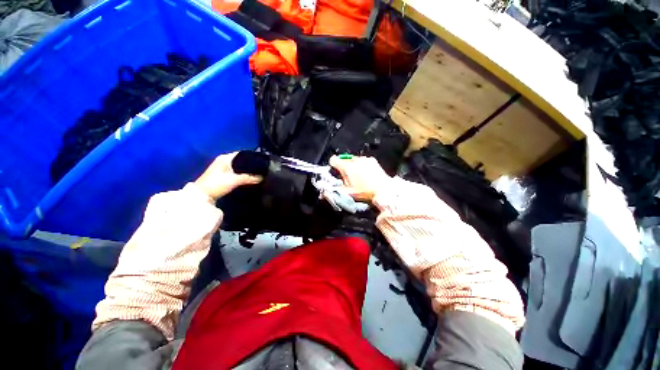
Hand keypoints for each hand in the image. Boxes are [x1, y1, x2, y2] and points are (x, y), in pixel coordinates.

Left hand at [195, 152, 261, 199]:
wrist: (202, 196)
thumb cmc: (217, 184)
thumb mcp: (235, 180)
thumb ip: (249, 178)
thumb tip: (263, 177)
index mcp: (225, 158)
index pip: (242, 153)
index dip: (252, 157)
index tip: (262, 161)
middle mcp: (223, 160)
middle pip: (241, 160)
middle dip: (250, 164)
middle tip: (261, 169)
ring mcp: (222, 168)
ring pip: (238, 166)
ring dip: (246, 170)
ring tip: (257, 173)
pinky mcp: (222, 175)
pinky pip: (236, 171)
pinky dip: (242, 174)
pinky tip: (249, 178)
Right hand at [329, 155, 391, 201]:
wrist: (384, 190)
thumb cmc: (365, 192)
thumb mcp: (348, 193)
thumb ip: (335, 189)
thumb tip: (325, 191)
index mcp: (347, 167)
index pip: (333, 160)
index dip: (333, 165)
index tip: (336, 171)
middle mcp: (355, 160)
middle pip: (343, 160)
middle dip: (343, 167)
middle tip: (348, 178)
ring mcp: (364, 159)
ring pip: (353, 160)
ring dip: (352, 166)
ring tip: (358, 176)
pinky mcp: (372, 160)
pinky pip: (362, 161)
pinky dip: (361, 165)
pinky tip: (366, 174)